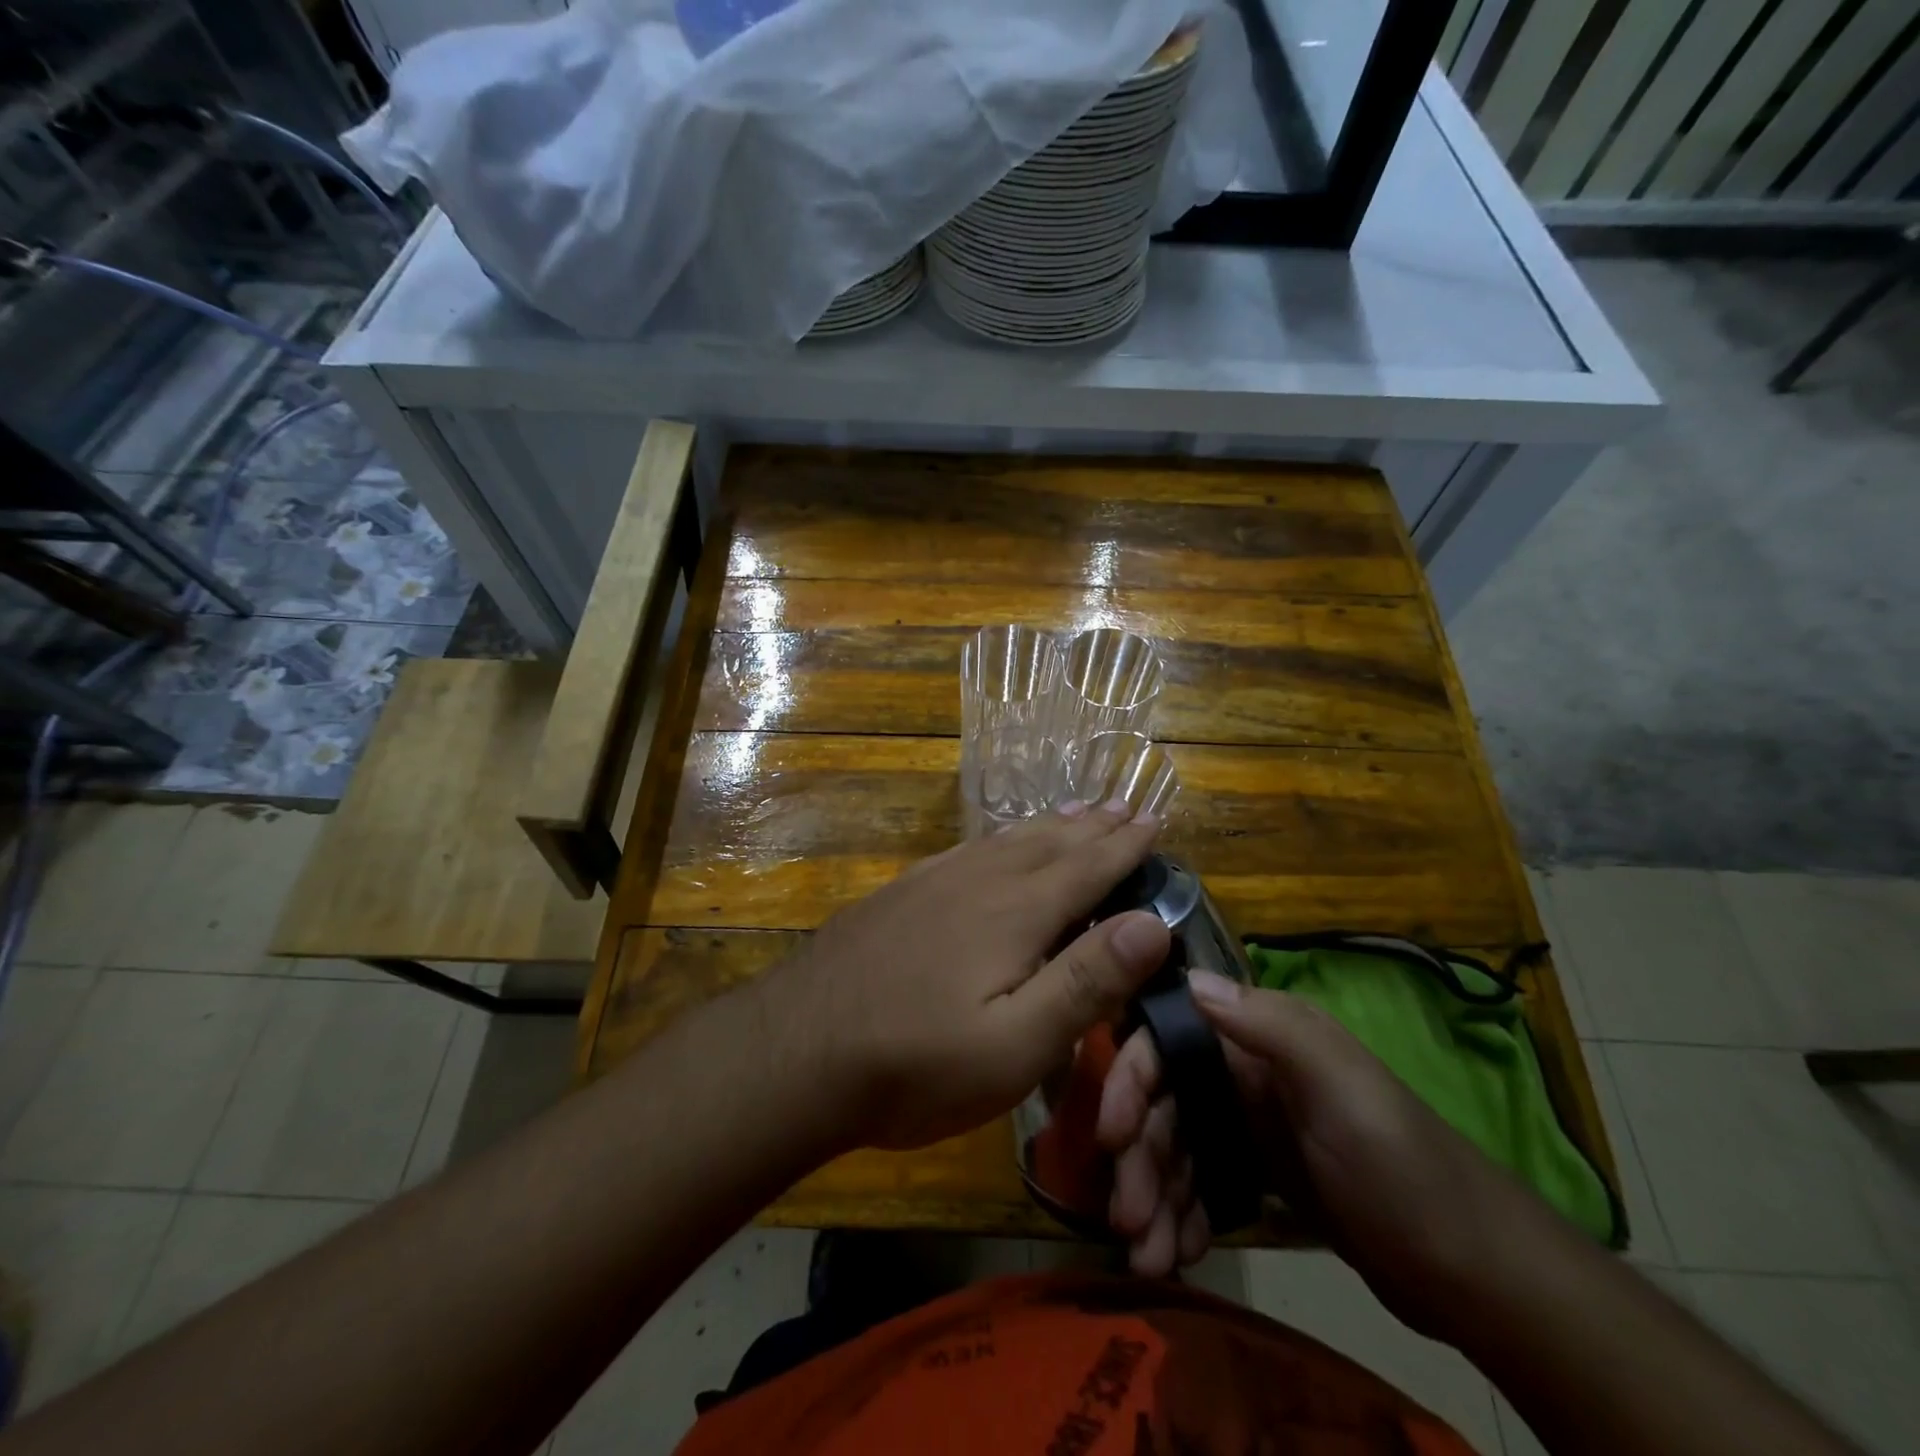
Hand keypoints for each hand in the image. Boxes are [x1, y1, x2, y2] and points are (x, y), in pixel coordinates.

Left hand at [769, 801, 1171, 1152]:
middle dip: (1092, 826)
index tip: (1154, 819)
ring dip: (1049, 826)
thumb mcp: (1015, 1045)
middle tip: (1123, 804)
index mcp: (1015, 912)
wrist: (795, 1051)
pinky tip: (994, 843)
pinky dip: (998, 838)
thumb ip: (1086, 982)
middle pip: (1048, 843)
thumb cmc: (915, 1063)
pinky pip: (966, 849)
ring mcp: (931, 882)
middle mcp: (977, 881)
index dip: (1125, 846)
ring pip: (1005, 840)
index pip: (1086, 867)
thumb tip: (1154, 922)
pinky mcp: (900, 894)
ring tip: (1075, 812)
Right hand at [1096, 971, 1529, 1335]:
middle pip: (1164, 1104)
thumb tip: (1190, 979)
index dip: (1130, 1081)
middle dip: (1139, 1158)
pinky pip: (1201, 1185)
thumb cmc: (1404, 1165)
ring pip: (1176, 1150)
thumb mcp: (1343, 1087)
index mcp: (1258, 1039)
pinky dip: (1182, 1216)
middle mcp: (1243, 1073)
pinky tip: (1178, 1254)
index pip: (1168, 1042)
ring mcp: (1249, 1126)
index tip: (1110, 1135)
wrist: (1476, 1271)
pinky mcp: (1260, 1175)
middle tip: (1127, 1221)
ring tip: (1146, 1257)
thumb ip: (1270, 1026)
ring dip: (1153, 1196)